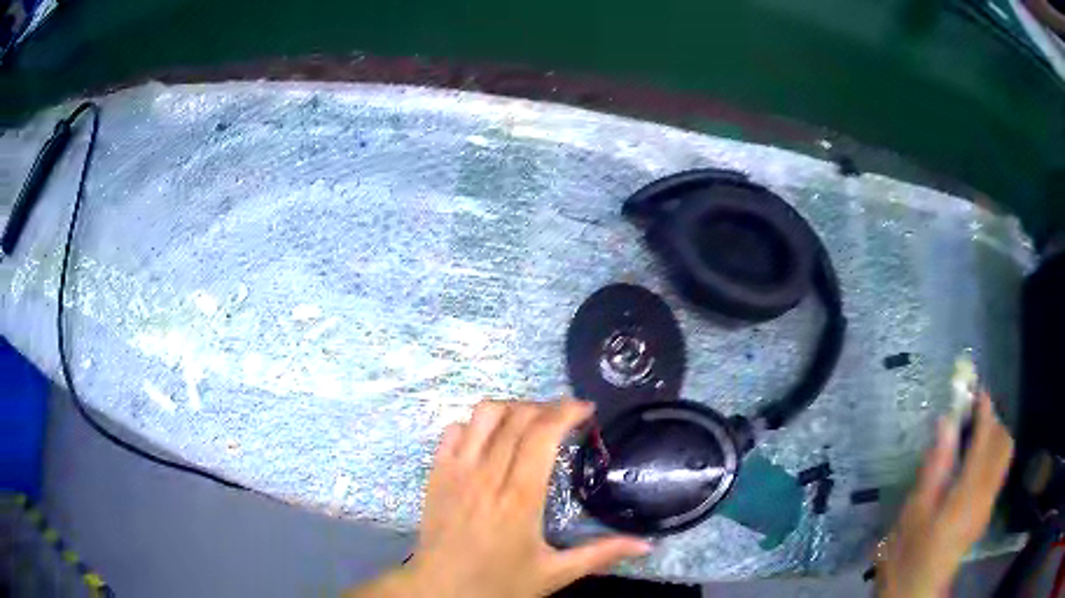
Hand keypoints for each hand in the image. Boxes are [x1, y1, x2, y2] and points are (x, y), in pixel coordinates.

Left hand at [349, 399, 650, 597]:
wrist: (440, 591)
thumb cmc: (499, 584)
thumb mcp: (554, 574)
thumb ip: (601, 554)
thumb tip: (647, 544)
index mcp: (519, 497)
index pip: (542, 434)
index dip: (566, 412)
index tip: (586, 409)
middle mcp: (487, 475)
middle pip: (517, 417)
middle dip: (546, 407)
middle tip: (565, 418)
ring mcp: (456, 471)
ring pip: (483, 415)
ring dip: (511, 409)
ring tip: (529, 423)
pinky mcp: (436, 473)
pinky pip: (453, 431)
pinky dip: (475, 425)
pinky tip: (489, 440)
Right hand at [876, 392, 1013, 597]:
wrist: (915, 592)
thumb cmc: (908, 554)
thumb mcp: (914, 510)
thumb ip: (935, 464)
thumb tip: (947, 420)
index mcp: (969, 493)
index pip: (987, 437)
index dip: (983, 408)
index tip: (972, 390)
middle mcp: (987, 494)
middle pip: (1004, 442)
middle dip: (992, 421)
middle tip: (970, 415)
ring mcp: (988, 504)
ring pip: (1004, 455)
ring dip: (993, 436)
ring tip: (970, 435)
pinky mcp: (985, 512)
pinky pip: (998, 470)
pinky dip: (991, 453)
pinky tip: (970, 462)